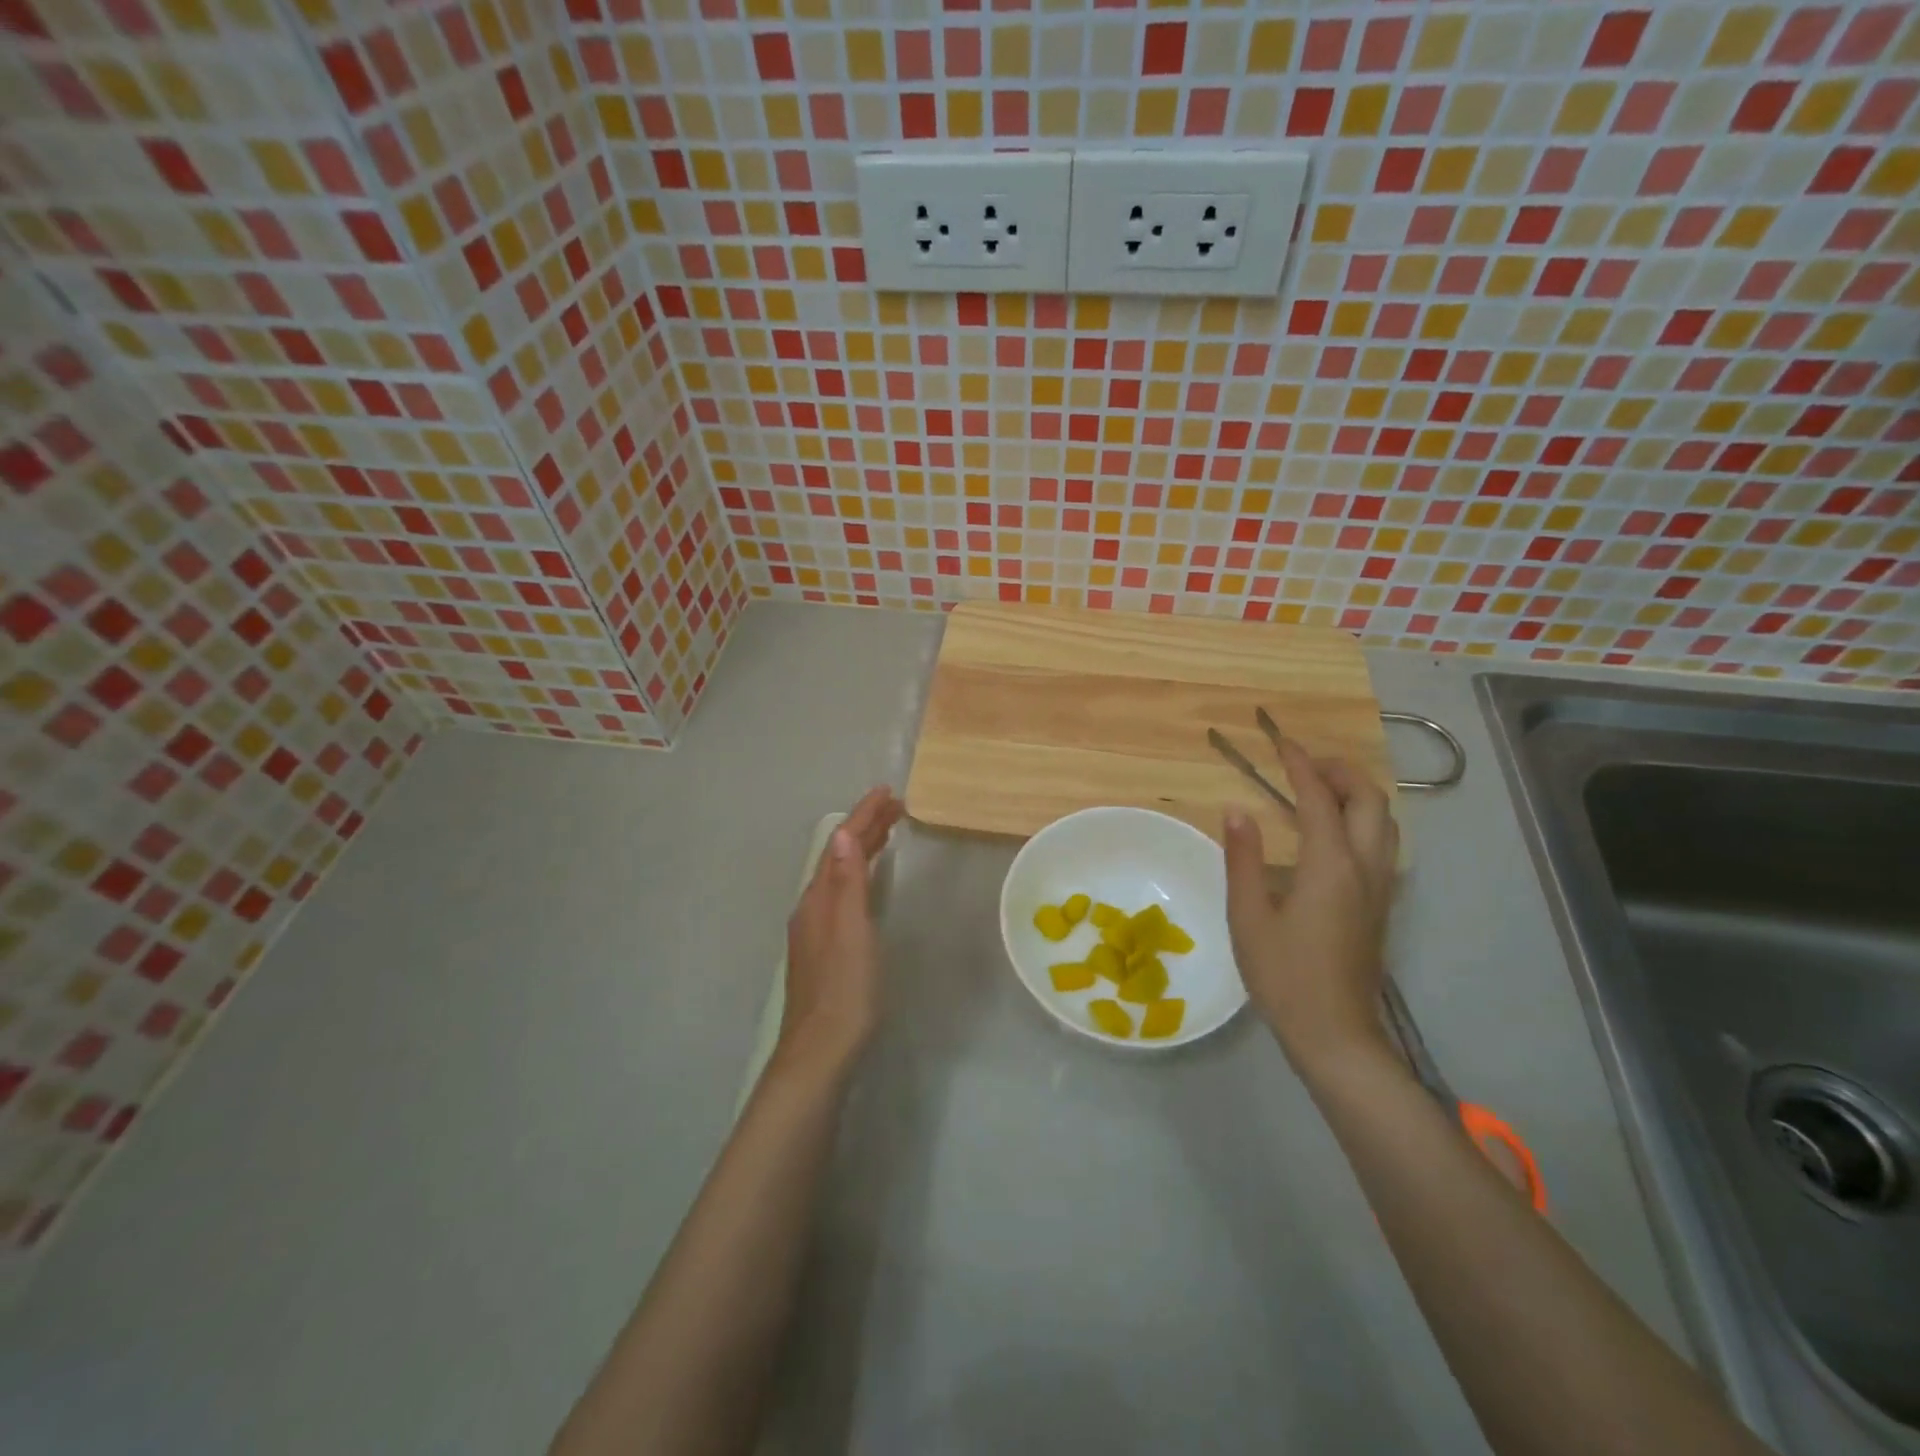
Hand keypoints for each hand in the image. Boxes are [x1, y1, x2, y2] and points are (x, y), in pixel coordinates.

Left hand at [775, 786, 904, 1082]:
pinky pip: (842, 894)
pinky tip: (867, 883)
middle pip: (839, 856)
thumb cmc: (845, 990)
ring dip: (861, 849)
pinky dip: (858, 874)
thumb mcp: (851, 932)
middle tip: (895, 805)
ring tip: (887, 832)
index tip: (887, 791)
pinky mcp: (823, 948)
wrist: (821, 1051)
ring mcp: (815, 929)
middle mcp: (812, 908)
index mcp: (819, 899)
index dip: (864, 816)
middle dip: (864, 827)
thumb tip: (842, 832)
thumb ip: (847, 883)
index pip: (841, 845)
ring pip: (840, 875)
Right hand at [1223, 737, 1399, 1078]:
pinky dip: (1362, 818)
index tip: (1281, 741)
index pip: (1319, 798)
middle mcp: (1365, 868)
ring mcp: (1380, 888)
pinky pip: (1382, 843)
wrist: (1335, 1034)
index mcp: (1330, 866)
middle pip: (1370, 800)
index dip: (1300, 765)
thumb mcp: (1248, 916)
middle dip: (1341, 771)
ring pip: (1384, 821)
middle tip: (1304, 763)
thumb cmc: (1284, 976)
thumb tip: (1236, 809)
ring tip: (1320, 789)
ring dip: (1357, 793)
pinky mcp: (1380, 906)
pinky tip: (1333, 832)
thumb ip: (1243, 858)